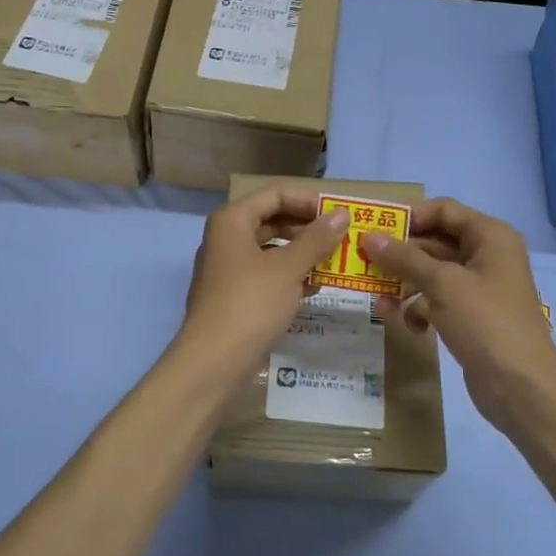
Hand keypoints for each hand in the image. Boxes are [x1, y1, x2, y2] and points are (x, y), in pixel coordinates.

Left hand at [174, 187, 348, 390]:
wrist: (213, 361)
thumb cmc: (250, 304)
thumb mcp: (288, 268)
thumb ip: (316, 239)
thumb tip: (342, 214)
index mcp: (232, 221)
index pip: (275, 194)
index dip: (308, 201)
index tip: (338, 215)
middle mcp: (225, 238)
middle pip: (272, 220)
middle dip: (307, 228)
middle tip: (341, 239)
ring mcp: (227, 268)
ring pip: (271, 249)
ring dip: (302, 253)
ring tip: (334, 262)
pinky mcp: (233, 295)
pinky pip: (266, 274)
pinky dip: (290, 276)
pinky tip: (315, 287)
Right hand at [359, 199, 555, 430]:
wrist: (521, 387)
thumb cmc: (485, 322)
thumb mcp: (442, 284)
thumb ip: (404, 258)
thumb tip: (369, 237)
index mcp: (489, 236)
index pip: (443, 210)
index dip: (409, 216)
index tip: (374, 229)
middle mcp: (486, 255)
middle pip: (434, 242)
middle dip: (400, 255)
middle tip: (364, 262)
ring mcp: (479, 287)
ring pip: (432, 273)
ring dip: (405, 285)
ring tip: (380, 301)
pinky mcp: (471, 316)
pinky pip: (437, 300)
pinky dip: (420, 309)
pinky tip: (409, 326)